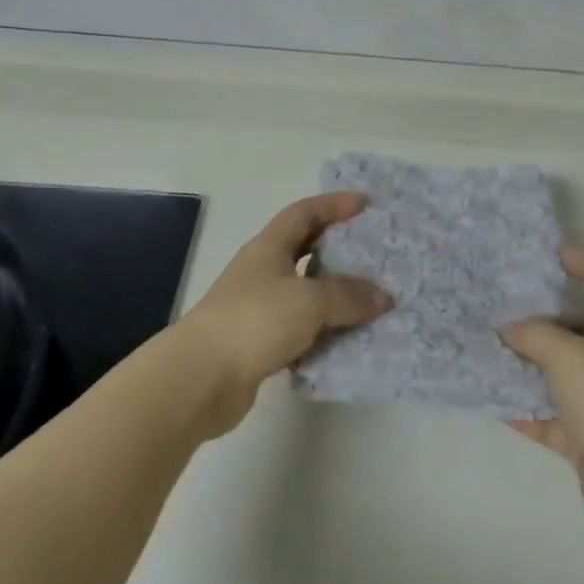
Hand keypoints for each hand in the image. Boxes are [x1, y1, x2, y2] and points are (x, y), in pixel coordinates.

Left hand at [181, 192, 392, 434]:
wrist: (199, 379)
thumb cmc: (254, 321)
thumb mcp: (309, 301)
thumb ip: (348, 296)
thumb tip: (384, 296)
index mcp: (269, 247)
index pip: (304, 213)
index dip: (334, 204)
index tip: (365, 204)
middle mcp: (262, 271)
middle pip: (304, 249)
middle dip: (337, 247)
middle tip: (372, 251)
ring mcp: (258, 307)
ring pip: (304, 291)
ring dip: (333, 294)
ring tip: (369, 298)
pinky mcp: (258, 343)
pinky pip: (299, 327)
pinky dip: (322, 330)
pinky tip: (345, 339)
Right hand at [501, 246, 583, 546]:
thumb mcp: (569, 355)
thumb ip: (534, 334)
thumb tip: (507, 328)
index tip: (553, 253)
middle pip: (575, 326)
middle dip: (540, 314)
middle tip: (502, 301)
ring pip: (555, 372)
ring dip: (525, 362)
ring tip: (486, 345)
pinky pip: (546, 414)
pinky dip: (522, 408)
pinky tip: (491, 398)